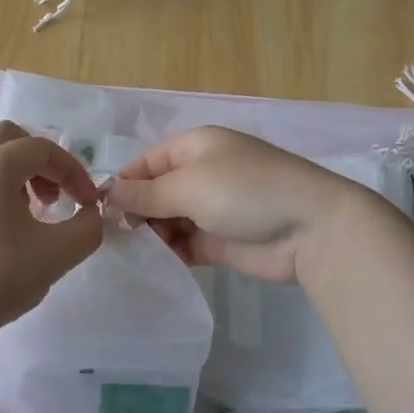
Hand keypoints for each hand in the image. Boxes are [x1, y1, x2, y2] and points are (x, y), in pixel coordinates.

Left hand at [0, 121, 103, 340]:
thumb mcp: (58, 255)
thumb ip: (87, 228)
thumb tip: (89, 214)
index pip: (43, 149)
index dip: (73, 172)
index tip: (86, 203)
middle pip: (9, 138)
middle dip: (40, 161)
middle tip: (53, 197)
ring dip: (13, 169)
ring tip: (25, 209)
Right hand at [108, 126, 365, 282]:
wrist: (311, 229)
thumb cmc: (245, 191)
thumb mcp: (189, 184)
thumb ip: (145, 192)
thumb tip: (109, 193)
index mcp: (194, 147)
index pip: (145, 163)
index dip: (123, 184)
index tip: (102, 212)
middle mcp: (201, 174)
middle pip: (154, 193)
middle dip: (137, 213)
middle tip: (122, 238)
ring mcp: (212, 208)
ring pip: (167, 221)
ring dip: (153, 235)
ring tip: (143, 253)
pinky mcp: (221, 241)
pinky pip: (185, 244)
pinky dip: (172, 253)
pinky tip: (160, 265)